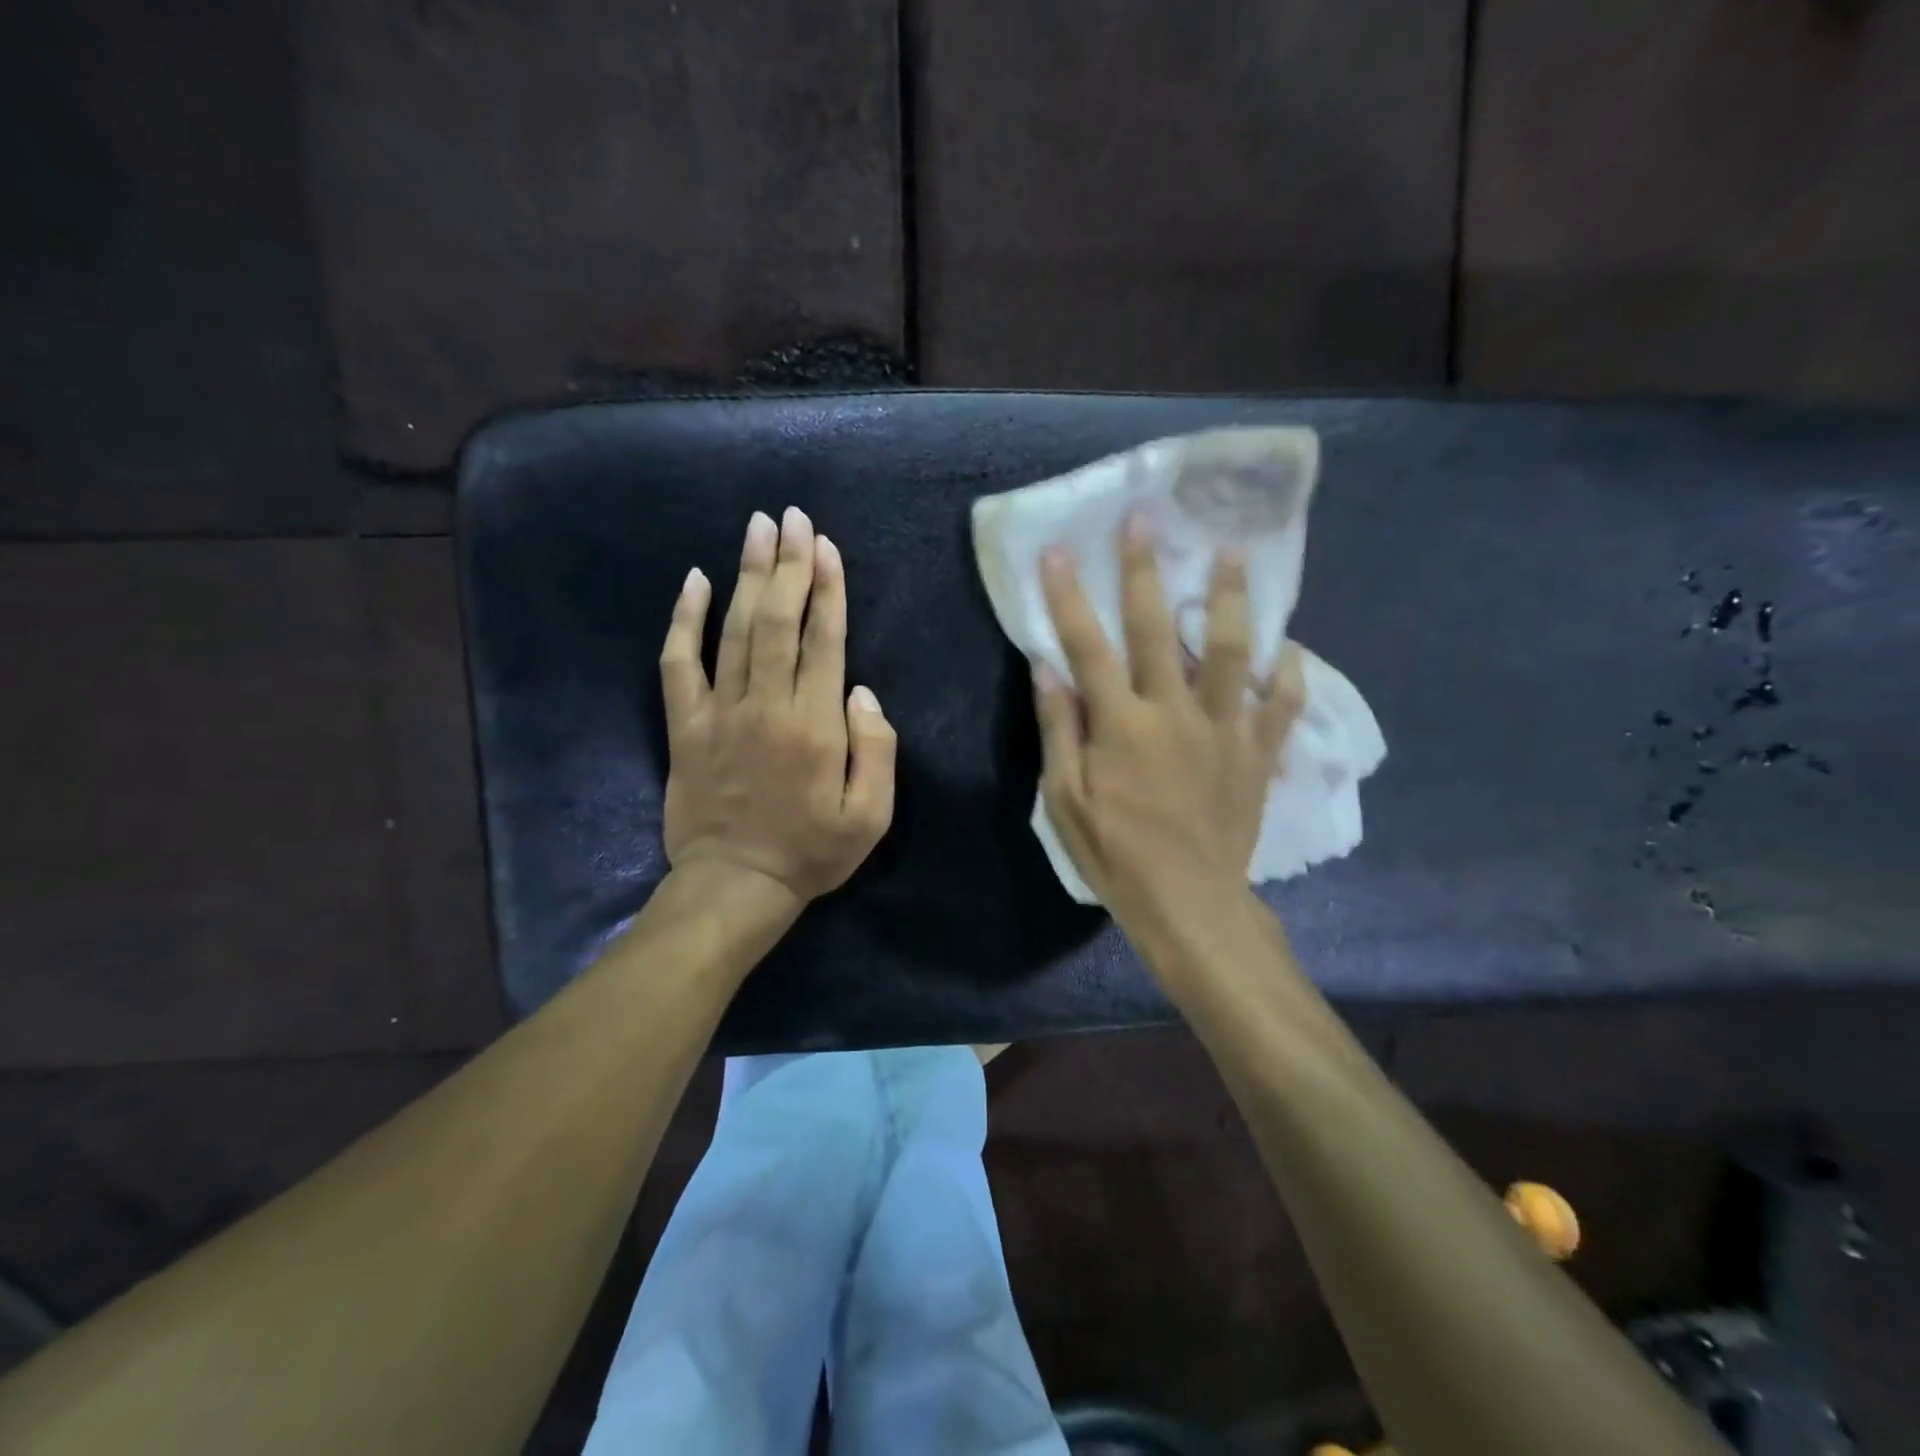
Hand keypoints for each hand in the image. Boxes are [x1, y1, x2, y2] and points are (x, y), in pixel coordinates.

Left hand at [659, 507, 896, 906]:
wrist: (735, 884)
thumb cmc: (812, 852)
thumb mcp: (871, 815)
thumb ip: (876, 749)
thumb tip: (861, 691)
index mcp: (815, 725)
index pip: (823, 640)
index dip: (826, 589)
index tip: (825, 545)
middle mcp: (767, 706)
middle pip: (777, 621)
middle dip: (787, 564)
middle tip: (791, 517)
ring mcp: (719, 712)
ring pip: (733, 629)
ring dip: (746, 575)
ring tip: (757, 528)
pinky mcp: (684, 725)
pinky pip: (679, 663)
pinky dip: (683, 620)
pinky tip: (693, 581)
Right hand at [1033, 514, 1304, 919]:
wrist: (1190, 903)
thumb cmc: (1116, 855)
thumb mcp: (1065, 801)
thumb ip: (1058, 731)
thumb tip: (1048, 669)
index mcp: (1121, 726)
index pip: (1089, 648)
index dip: (1071, 598)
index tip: (1060, 553)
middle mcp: (1174, 713)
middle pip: (1159, 629)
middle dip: (1146, 570)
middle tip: (1144, 519)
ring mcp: (1225, 730)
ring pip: (1232, 651)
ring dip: (1230, 599)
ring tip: (1233, 552)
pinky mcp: (1258, 753)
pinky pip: (1283, 705)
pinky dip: (1290, 674)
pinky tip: (1290, 648)